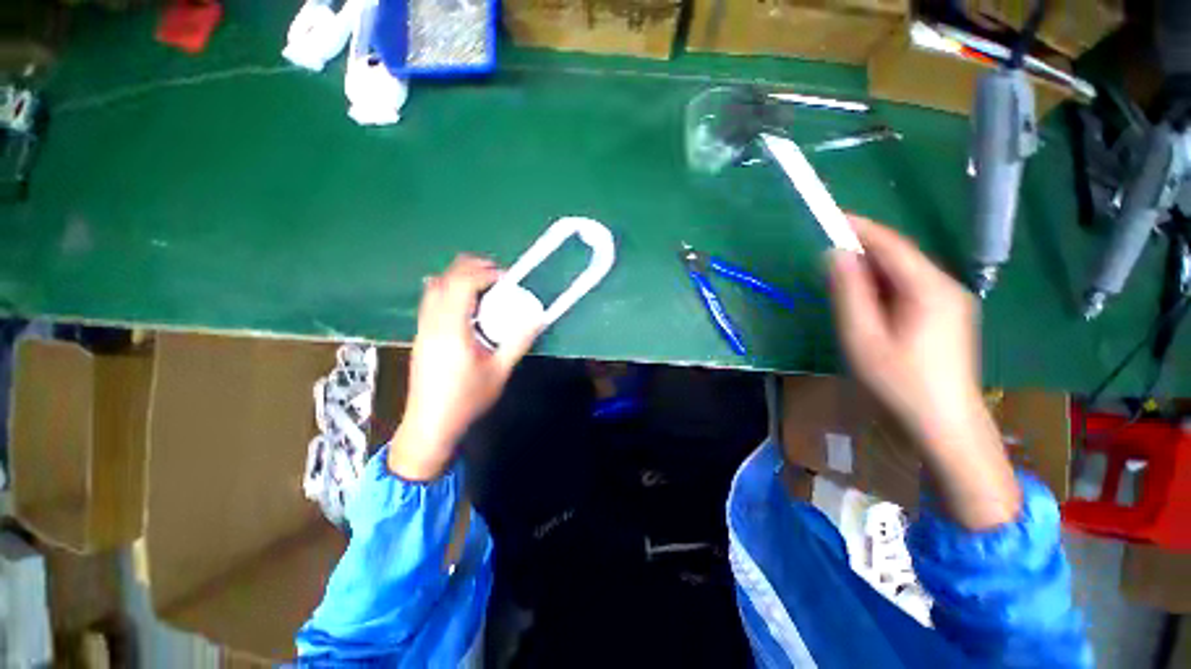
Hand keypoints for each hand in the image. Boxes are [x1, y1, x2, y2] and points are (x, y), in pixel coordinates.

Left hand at [389, 255, 540, 480]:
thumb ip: (519, 341)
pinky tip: (468, 306)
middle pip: (445, 278)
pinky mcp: (421, 336)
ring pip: (434, 288)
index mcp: (451, 330)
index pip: (462, 284)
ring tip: (484, 286)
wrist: (430, 426)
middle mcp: (432, 323)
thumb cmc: (466, 400)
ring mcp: (422, 329)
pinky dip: (450, 291)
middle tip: (497, 275)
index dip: (484, 273)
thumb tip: (537, 318)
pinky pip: (431, 301)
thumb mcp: (500, 371)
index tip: (507, 278)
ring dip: (459, 278)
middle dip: (471, 267)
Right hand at [828, 217, 980, 442]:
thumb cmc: (898, 383)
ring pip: (905, 273)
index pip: (891, 245)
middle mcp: (946, 287)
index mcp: (928, 289)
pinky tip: (868, 304)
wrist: (945, 425)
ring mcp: (951, 301)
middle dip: (863, 251)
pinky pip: (911, 289)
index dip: (860, 228)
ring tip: (842, 282)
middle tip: (827, 257)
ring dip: (872, 272)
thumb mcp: (862, 337)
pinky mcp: (948, 316)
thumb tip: (836, 256)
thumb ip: (849, 293)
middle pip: (900, 256)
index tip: (831, 217)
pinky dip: (885, 287)